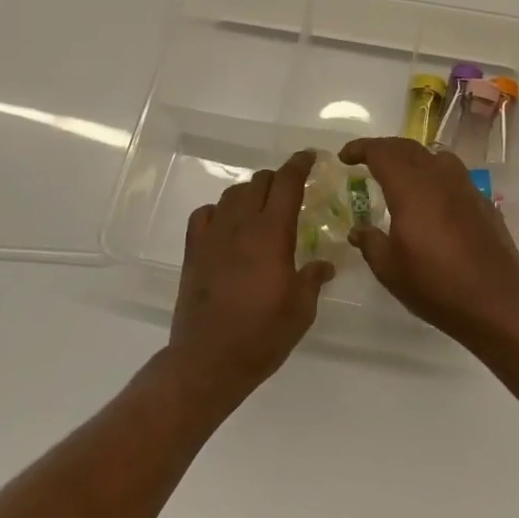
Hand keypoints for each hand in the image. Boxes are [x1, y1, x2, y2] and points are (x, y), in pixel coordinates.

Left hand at [170, 150, 334, 399]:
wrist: (209, 360)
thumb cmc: (262, 335)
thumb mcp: (301, 309)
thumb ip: (313, 279)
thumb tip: (325, 264)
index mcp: (272, 233)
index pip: (286, 183)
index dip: (299, 165)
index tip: (309, 157)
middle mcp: (240, 225)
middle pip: (258, 183)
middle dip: (277, 179)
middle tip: (291, 190)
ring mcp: (212, 236)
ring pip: (232, 194)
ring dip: (250, 193)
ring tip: (261, 207)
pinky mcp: (193, 251)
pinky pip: (205, 215)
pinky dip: (220, 211)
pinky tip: (227, 225)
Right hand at [338, 138, 518, 344]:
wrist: (494, 300)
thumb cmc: (434, 284)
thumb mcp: (390, 269)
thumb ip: (370, 242)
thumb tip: (358, 230)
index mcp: (411, 188)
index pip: (381, 152)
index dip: (361, 149)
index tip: (345, 157)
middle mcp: (439, 178)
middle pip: (408, 148)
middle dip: (384, 149)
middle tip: (367, 161)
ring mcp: (465, 187)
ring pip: (435, 157)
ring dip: (413, 158)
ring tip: (401, 175)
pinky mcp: (482, 202)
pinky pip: (454, 176)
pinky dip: (435, 176)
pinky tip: (432, 201)